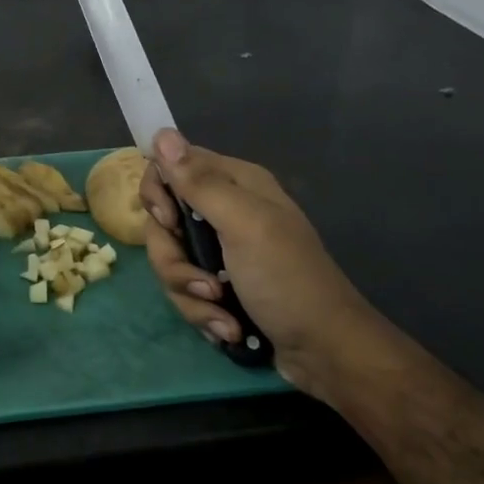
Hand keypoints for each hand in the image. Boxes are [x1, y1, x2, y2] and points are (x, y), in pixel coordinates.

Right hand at [140, 129, 377, 397]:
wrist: (324, 352)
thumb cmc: (287, 280)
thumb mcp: (243, 225)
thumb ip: (199, 182)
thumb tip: (161, 132)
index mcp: (234, 184)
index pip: (170, 167)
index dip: (158, 194)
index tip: (169, 222)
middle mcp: (224, 211)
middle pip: (163, 222)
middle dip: (175, 261)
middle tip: (204, 284)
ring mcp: (220, 251)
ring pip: (171, 261)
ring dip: (191, 295)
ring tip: (223, 314)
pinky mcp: (218, 285)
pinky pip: (185, 290)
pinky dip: (202, 312)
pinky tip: (228, 327)